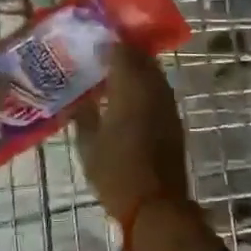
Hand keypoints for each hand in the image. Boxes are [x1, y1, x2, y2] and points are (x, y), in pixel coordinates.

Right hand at [76, 46, 187, 227]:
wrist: (156, 206)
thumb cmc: (116, 174)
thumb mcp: (88, 146)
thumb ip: (83, 116)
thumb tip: (77, 101)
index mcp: (130, 89)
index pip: (122, 52)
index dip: (108, 45)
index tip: (92, 44)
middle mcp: (153, 89)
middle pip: (142, 58)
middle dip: (124, 53)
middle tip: (102, 57)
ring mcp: (167, 105)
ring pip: (153, 74)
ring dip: (136, 69)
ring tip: (113, 76)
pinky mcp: (174, 120)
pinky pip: (159, 91)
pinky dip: (145, 87)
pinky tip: (128, 99)